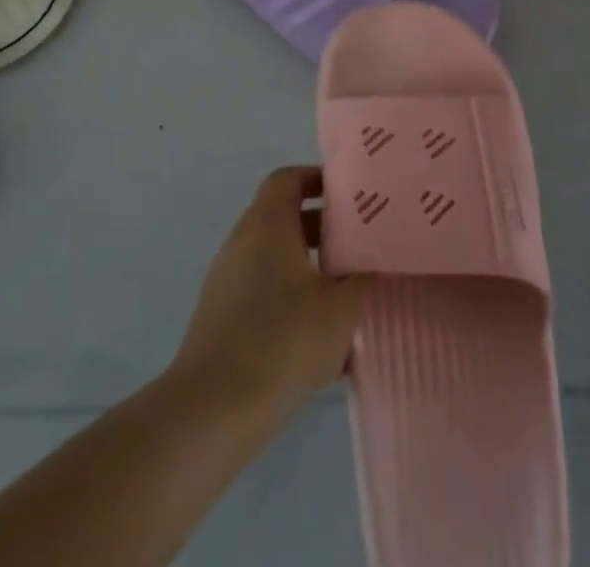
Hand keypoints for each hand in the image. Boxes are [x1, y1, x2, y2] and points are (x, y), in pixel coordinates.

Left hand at [168, 168, 366, 427]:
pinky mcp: (223, 319)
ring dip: (311, 269)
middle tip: (360, 244)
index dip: (318, 179)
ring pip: (276, 259)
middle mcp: (243, 241)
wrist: (213, 411)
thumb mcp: (339, 308)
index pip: (288, 178)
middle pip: (284, 217)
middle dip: (323, 228)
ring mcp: (228, 281)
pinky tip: (324, 343)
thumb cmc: (282, 340)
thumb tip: (376, 261)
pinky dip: (293, 302)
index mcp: (266, 223)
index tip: (350, 196)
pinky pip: (265, 294)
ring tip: (349, 295)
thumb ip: (362, 278)